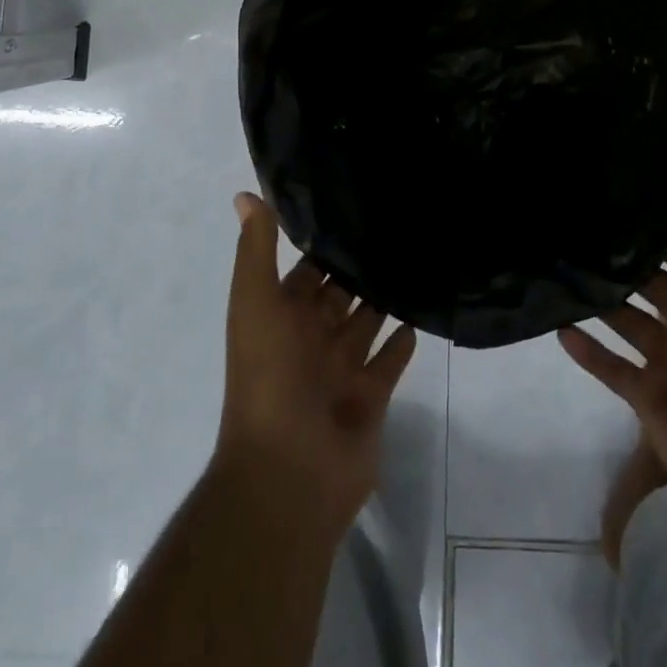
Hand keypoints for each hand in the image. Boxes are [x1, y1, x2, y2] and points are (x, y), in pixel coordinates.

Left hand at [216, 193, 417, 535]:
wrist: (289, 471)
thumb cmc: (269, 377)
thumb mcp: (256, 303)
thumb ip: (257, 250)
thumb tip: (246, 194)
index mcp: (281, 318)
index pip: (305, 272)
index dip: (324, 245)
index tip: (353, 206)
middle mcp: (310, 341)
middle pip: (338, 296)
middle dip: (358, 269)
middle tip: (397, 228)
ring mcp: (340, 372)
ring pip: (366, 324)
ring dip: (383, 300)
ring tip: (415, 259)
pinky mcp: (370, 399)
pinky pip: (389, 362)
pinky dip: (402, 342)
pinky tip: (421, 313)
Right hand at [558, 182, 666, 517]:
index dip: (660, 236)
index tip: (619, 207)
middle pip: (653, 290)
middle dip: (624, 267)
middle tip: (577, 235)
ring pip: (628, 324)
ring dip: (601, 303)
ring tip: (559, 272)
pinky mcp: (647, 397)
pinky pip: (611, 368)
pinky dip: (588, 350)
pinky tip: (558, 326)